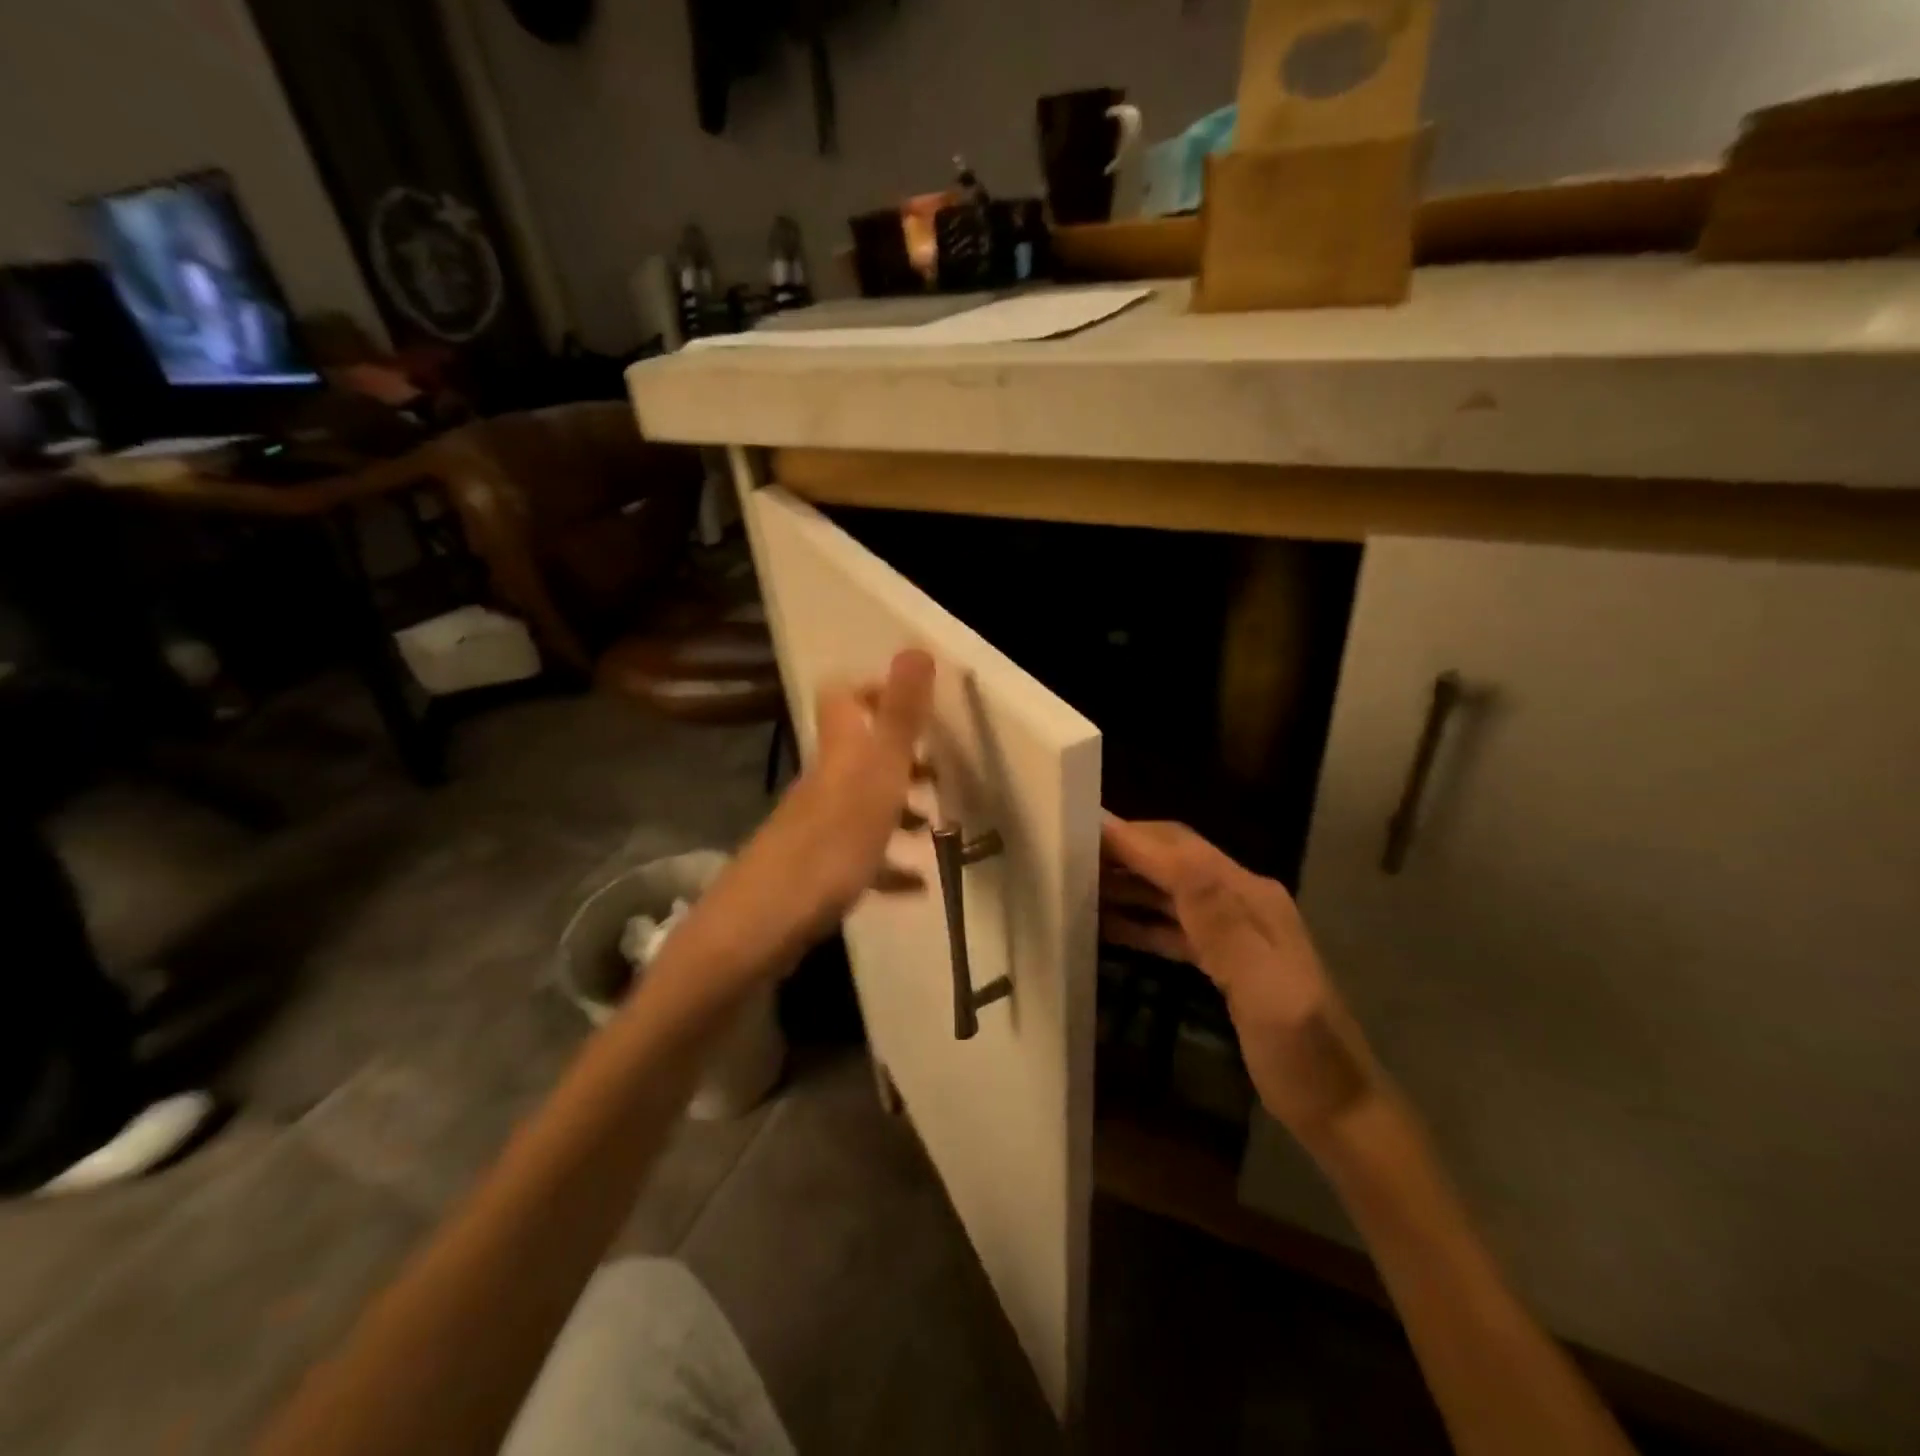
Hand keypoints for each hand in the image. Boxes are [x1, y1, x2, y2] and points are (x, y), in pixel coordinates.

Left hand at [699, 650, 934, 973]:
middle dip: (901, 758)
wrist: (763, 926)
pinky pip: (860, 859)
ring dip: (899, 811)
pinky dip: (889, 866)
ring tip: (939, 828)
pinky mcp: (815, 873)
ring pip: (862, 806)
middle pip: (859, 754)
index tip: (918, 706)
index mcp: (839, 753)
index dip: (876, 692)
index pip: (844, 699)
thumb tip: (914, 647)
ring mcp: (816, 829)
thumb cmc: (831, 844)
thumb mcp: (877, 775)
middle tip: (942, 773)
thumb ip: (899, 716)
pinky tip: (917, 886)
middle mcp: (823, 783)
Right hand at [1100, 816, 1376, 1134]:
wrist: (1339, 1110)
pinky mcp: (1225, 956)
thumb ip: (1221, 922)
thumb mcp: (1265, 990)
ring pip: (1169, 889)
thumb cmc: (1302, 1054)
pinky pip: (1172, 924)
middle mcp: (1242, 901)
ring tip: (1075, 883)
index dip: (1130, 838)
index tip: (1077, 825)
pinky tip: (1106, 924)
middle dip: (1123, 851)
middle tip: (1066, 852)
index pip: (1180, 854)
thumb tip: (1179, 858)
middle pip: (1174, 860)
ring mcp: (1234, 929)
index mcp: (1251, 899)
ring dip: (1126, 882)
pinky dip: (1139, 918)